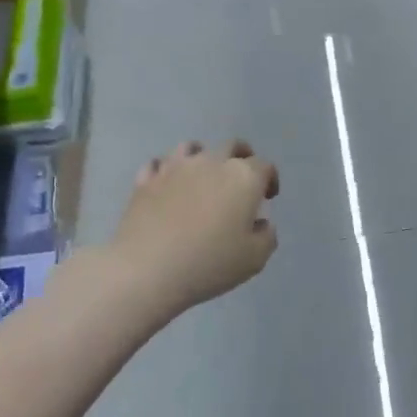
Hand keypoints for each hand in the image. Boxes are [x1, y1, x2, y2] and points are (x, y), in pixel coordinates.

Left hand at [110, 141, 280, 318]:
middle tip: (242, 178)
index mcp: (243, 178)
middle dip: (242, 157)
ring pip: (193, 147)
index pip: (264, 166)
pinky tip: (168, 184)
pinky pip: (159, 164)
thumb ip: (266, 236)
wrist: (147, 269)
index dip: (270, 179)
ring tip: (203, 176)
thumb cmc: (209, 263)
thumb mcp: (254, 259)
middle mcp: (211, 162)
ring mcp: (175, 167)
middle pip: (232, 146)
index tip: (268, 197)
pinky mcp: (146, 179)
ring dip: (203, 157)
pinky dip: (168, 170)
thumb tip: (261, 223)